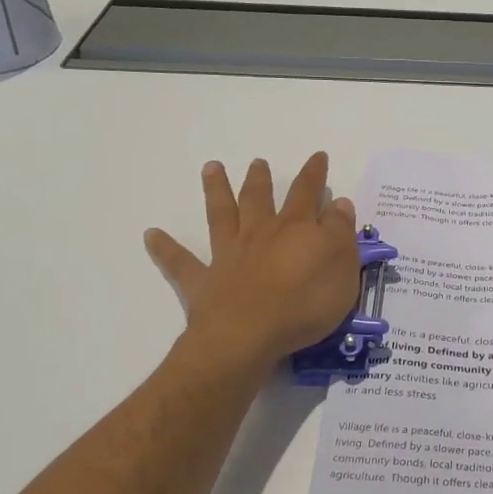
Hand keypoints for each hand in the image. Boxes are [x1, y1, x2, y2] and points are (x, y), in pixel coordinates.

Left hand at [144, 152, 362, 367]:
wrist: (248, 337)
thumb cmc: (304, 303)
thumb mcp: (342, 267)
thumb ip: (340, 233)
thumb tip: (337, 203)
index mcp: (297, 228)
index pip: (308, 193)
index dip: (314, 174)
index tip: (317, 156)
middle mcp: (261, 233)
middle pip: (260, 198)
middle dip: (261, 179)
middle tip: (257, 162)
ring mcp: (229, 255)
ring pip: (222, 215)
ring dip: (217, 191)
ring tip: (211, 168)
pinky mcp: (204, 282)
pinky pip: (181, 263)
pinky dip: (165, 248)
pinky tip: (151, 235)